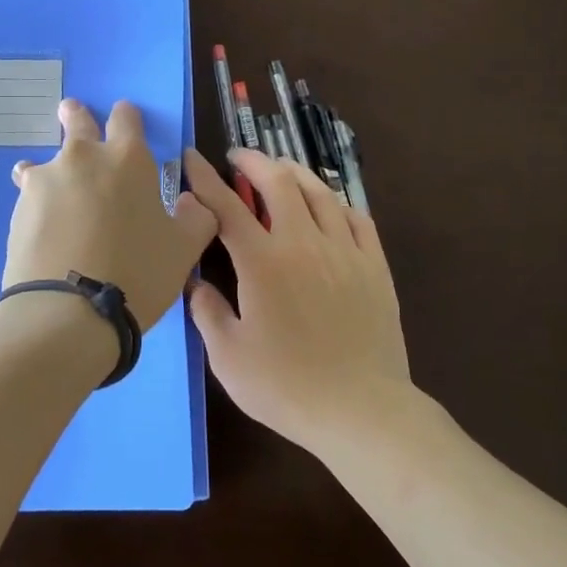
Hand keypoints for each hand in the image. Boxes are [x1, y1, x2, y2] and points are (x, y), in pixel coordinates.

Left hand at [4, 100, 218, 330]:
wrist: (69, 312)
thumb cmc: (138, 274)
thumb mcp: (184, 250)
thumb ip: (196, 218)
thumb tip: (192, 202)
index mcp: (128, 159)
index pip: (126, 117)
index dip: (126, 117)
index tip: (124, 121)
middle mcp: (83, 157)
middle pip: (76, 120)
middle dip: (76, 117)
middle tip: (74, 119)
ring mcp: (45, 180)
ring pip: (44, 161)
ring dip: (51, 170)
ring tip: (55, 193)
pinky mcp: (18, 208)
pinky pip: (29, 195)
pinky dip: (37, 203)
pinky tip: (44, 228)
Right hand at [183, 147, 411, 455]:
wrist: (361, 409)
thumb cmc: (287, 387)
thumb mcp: (229, 356)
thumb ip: (207, 311)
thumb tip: (194, 281)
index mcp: (262, 262)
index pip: (227, 206)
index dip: (205, 179)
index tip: (192, 159)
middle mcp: (303, 242)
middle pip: (279, 182)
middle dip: (254, 161)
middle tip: (238, 158)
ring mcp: (345, 250)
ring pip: (320, 192)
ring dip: (294, 172)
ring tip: (280, 169)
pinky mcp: (375, 265)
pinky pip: (357, 217)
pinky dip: (336, 202)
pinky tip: (329, 205)